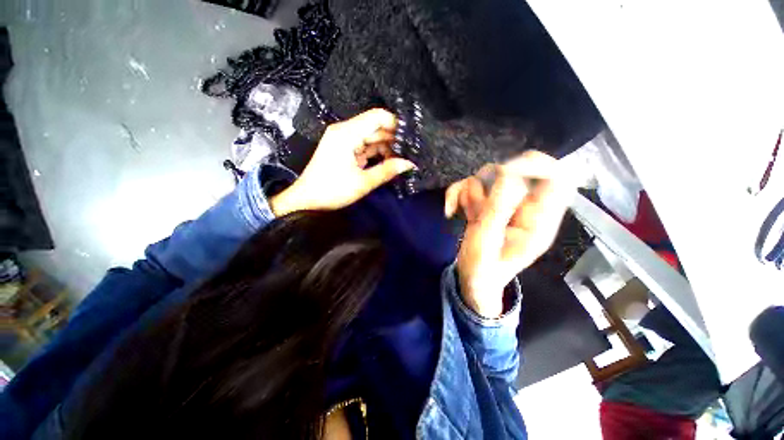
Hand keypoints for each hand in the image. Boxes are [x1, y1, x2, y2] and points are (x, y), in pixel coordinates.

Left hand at [270, 109, 415, 215]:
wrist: (307, 200)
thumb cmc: (332, 190)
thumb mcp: (363, 182)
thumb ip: (387, 171)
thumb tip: (409, 164)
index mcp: (347, 133)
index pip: (377, 117)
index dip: (395, 125)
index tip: (410, 139)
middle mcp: (345, 131)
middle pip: (375, 127)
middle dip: (393, 139)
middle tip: (410, 153)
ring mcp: (343, 140)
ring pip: (371, 137)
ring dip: (386, 148)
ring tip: (402, 160)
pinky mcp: (343, 149)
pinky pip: (364, 146)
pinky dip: (376, 153)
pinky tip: (388, 162)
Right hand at [445, 151, 574, 317]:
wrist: (471, 280)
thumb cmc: (482, 270)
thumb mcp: (486, 242)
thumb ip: (497, 209)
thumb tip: (508, 172)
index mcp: (538, 221)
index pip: (556, 179)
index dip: (535, 166)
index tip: (503, 172)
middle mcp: (525, 208)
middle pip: (516, 171)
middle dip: (489, 184)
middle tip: (476, 206)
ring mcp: (504, 204)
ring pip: (489, 176)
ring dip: (470, 193)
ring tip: (465, 216)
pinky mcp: (487, 204)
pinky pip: (472, 186)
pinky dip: (458, 194)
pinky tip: (452, 211)